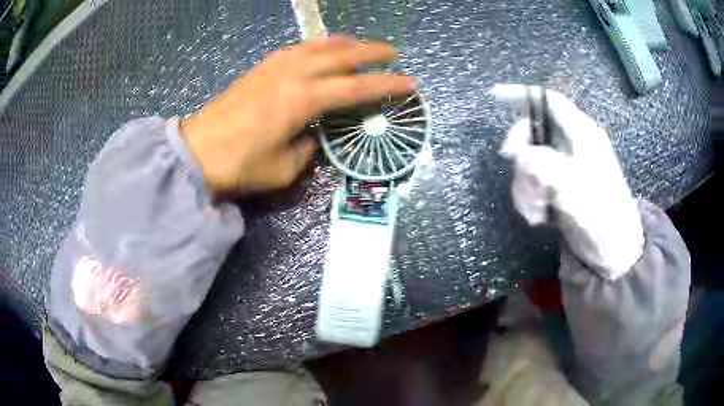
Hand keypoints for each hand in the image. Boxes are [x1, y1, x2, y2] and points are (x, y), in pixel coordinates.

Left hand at [181, 37, 417, 192]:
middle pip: (341, 56)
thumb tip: (316, 134)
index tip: (410, 83)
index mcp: (303, 100)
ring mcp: (275, 67)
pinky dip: (317, 46)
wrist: (197, 151)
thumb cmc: (240, 164)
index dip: (385, 85)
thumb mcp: (283, 168)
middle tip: (393, 54)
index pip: (355, 89)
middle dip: (371, 53)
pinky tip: (321, 49)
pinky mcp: (261, 67)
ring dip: (344, 44)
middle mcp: (293, 74)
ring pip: (319, 46)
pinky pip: (297, 49)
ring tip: (361, 46)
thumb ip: (308, 148)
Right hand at [493, 84, 643, 279]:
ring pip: (530, 162)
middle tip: (519, 174)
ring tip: (536, 210)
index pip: (550, 102)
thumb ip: (544, 164)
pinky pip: (534, 183)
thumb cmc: (602, 215)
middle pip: (534, 134)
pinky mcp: (560, 189)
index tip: (495, 97)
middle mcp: (572, 146)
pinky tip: (538, 217)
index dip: (523, 95)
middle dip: (522, 156)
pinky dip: (530, 199)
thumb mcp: (574, 187)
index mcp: (582, 134)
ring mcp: (565, 168)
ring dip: (526, 186)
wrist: (613, 250)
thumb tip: (517, 154)